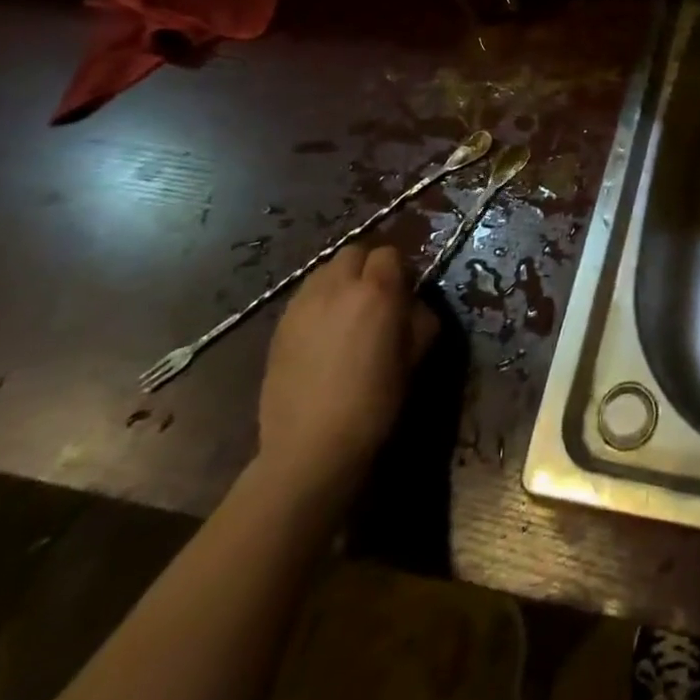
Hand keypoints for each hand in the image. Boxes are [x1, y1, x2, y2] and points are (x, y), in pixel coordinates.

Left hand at [256, 244, 437, 504]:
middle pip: (355, 251)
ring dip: (341, 279)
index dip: (400, 269)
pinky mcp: (279, 326)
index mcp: (376, 291)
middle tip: (376, 294)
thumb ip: (420, 317)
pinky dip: (318, 301)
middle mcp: (337, 286)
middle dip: (368, 265)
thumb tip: (413, 302)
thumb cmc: (374, 402)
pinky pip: (305, 296)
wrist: (310, 448)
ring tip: (347, 309)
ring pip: (325, 270)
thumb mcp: (415, 357)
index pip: (390, 253)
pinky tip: (323, 331)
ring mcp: (303, 304)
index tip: (405, 291)